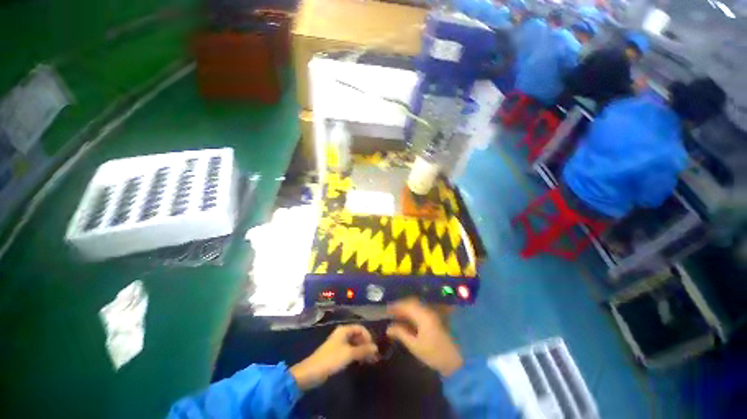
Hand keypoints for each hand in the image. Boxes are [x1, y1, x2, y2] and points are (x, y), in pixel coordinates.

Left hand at [290, 325, 377, 390]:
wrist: (312, 372)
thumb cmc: (332, 359)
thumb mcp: (349, 353)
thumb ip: (363, 350)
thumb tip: (376, 348)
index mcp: (344, 329)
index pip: (360, 328)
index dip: (368, 336)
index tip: (374, 347)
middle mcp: (342, 333)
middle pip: (357, 335)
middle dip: (366, 344)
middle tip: (373, 356)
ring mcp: (339, 343)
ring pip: (354, 343)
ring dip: (362, 350)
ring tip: (369, 360)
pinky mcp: (336, 352)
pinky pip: (350, 350)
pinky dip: (356, 354)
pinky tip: (360, 361)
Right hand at [386, 299, 463, 376]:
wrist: (457, 360)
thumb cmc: (434, 354)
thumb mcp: (415, 345)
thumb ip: (401, 334)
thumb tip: (389, 328)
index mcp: (422, 315)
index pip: (406, 305)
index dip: (395, 306)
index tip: (386, 309)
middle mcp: (428, 310)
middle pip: (411, 303)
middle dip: (400, 306)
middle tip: (391, 312)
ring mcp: (433, 313)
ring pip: (417, 306)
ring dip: (407, 308)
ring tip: (398, 315)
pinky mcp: (436, 318)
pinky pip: (422, 310)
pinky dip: (413, 312)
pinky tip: (409, 319)